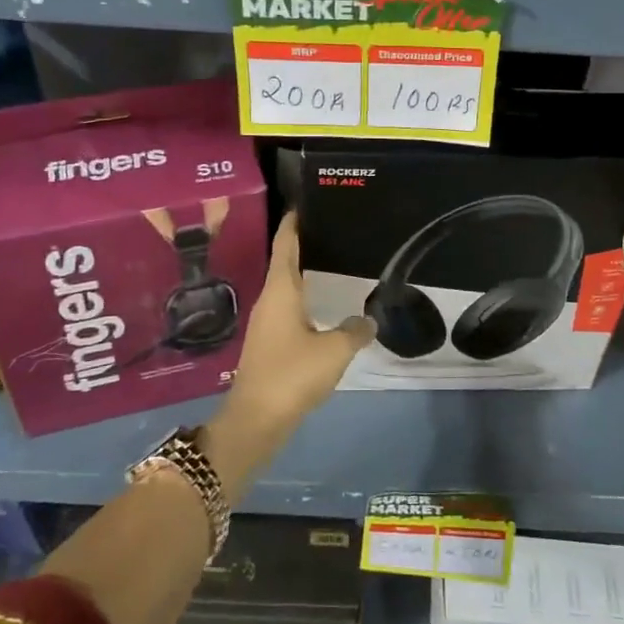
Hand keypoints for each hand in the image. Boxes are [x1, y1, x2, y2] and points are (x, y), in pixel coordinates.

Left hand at [209, 215, 372, 485]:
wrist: (256, 419)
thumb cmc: (292, 373)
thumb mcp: (334, 350)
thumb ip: (354, 331)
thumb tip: (367, 320)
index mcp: (280, 290)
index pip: (285, 244)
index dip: (293, 223)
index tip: (304, 204)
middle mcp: (269, 300)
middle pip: (285, 263)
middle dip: (305, 246)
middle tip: (333, 232)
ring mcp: (266, 323)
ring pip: (287, 289)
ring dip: (306, 276)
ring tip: (334, 266)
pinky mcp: (269, 344)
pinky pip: (289, 311)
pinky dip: (306, 301)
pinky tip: (325, 309)